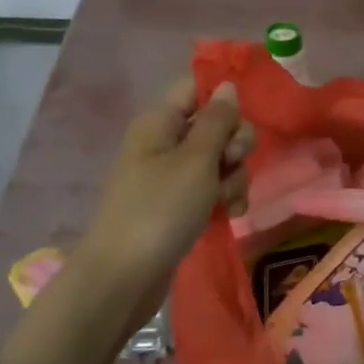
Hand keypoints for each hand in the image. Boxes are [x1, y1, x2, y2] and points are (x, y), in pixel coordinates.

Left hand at [81, 78, 252, 287]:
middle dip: (235, 144)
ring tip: (229, 200)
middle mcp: (164, 141)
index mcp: (160, 121)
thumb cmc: (160, 209)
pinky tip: (231, 213)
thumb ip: (217, 121)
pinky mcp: (178, 203)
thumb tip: (227, 86)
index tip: (240, 121)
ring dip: (234, 175)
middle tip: (230, 163)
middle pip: (215, 124)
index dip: (224, 98)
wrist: (123, 277)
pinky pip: (211, 187)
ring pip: (219, 158)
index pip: (197, 87)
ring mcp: (170, 174)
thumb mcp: (196, 160)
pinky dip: (224, 196)